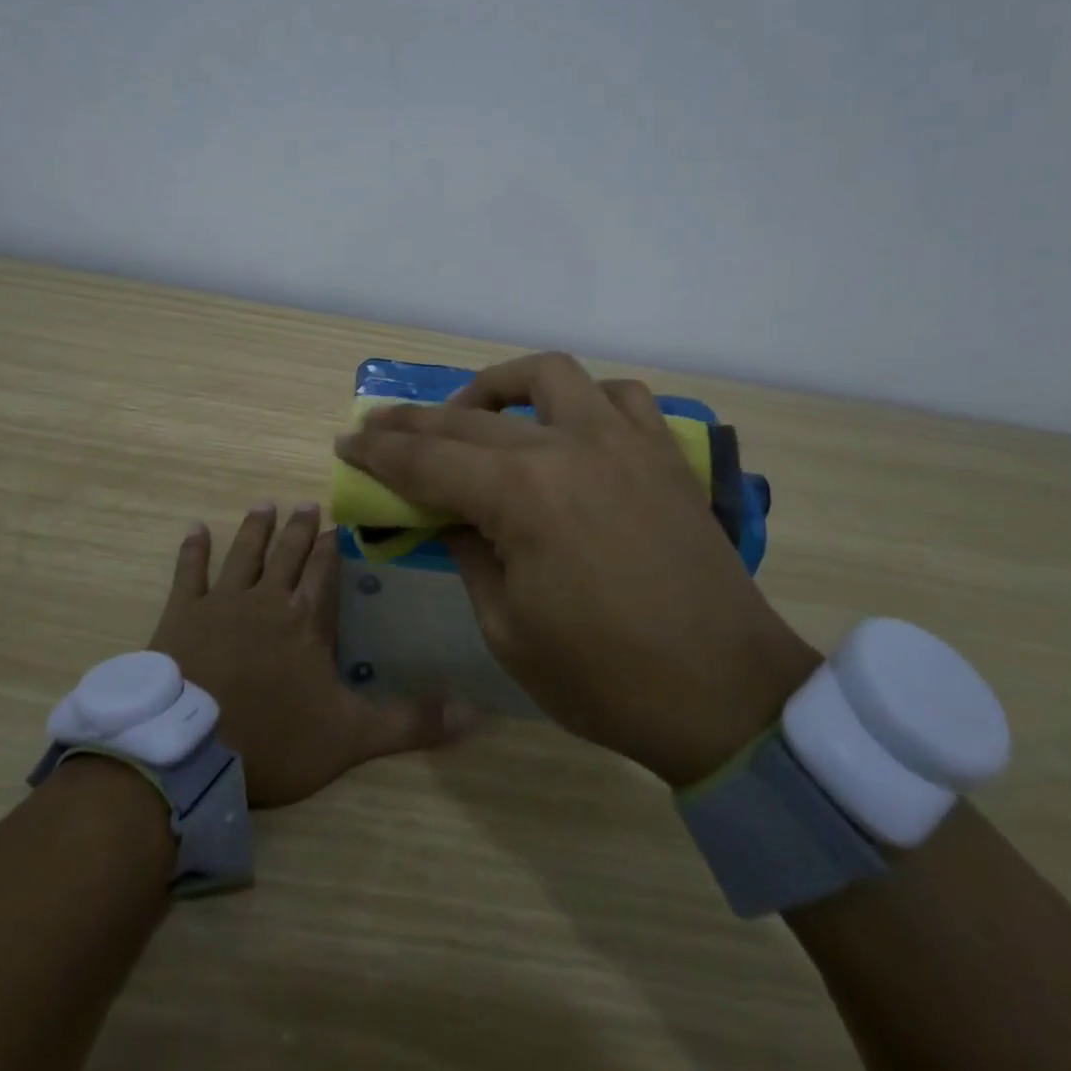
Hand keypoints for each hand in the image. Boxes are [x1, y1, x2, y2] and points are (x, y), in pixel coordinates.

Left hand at [147, 503, 468, 806]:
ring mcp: (221, 603)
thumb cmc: (274, 740)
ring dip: (255, 528)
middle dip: (299, 528)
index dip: (333, 547)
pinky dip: (193, 550)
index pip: (324, 571)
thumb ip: (410, 722)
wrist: (190, 751)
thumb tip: (474, 714)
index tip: (338, 524)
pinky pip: (189, 573)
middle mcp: (266, 599)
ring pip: (243, 553)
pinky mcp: (181, 616)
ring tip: (265, 504)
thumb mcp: (351, 737)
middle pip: (287, 553)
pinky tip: (196, 529)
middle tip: (306, 503)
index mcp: (305, 619)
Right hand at [334, 353, 821, 785]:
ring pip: (548, 375)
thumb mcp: (506, 628)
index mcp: (522, 493)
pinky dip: (581, 398)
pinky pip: (619, 396)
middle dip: (414, 421)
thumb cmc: (605, 678)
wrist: (724, 695)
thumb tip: (449, 514)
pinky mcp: (662, 452)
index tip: (346, 441)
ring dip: (499, 386)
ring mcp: (622, 440)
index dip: (379, 451)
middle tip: (378, 426)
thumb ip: (468, 554)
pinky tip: (566, 424)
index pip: (428, 458)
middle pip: (470, 417)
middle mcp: (569, 445)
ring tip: (473, 413)